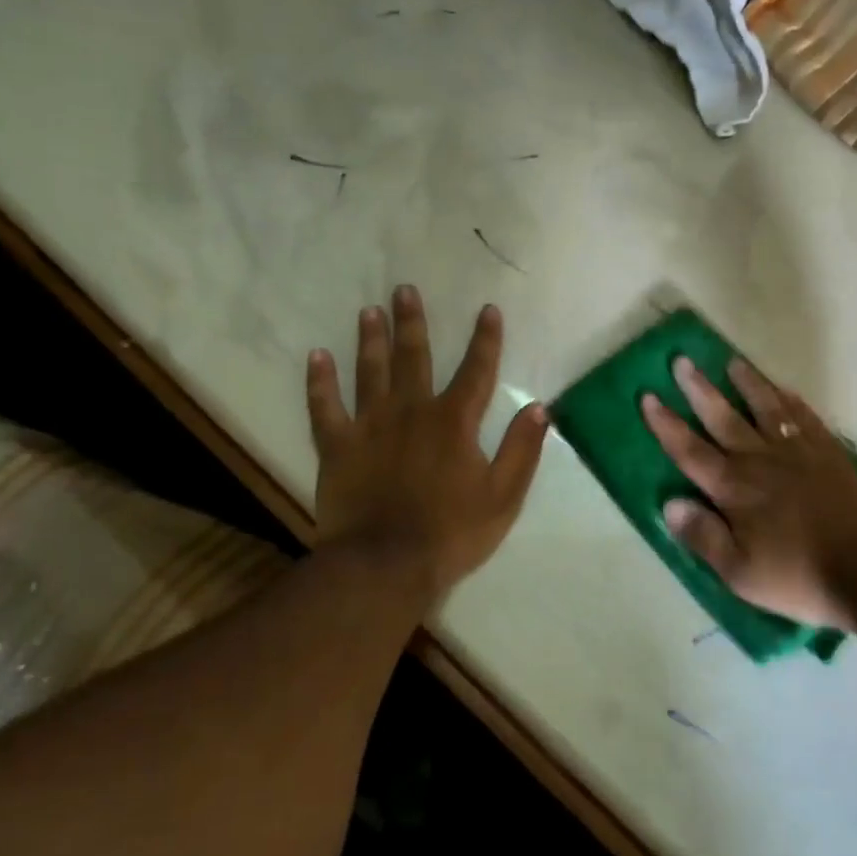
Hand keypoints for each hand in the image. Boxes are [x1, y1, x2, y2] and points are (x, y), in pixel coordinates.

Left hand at [307, 287, 549, 598]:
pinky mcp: (337, 447)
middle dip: (413, 323)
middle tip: (404, 290)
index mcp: (454, 423)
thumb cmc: (452, 533)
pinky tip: (317, 356)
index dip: (485, 340)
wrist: (386, 565)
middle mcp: (412, 412)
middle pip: (413, 358)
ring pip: (370, 373)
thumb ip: (522, 450)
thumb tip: (539, 408)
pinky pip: (324, 407)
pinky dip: (319, 382)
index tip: (488, 310)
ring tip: (369, 311)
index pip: (476, 371)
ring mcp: (369, 427)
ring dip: (371, 340)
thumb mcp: (504, 496)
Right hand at [641, 357, 856, 630]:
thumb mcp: (739, 572)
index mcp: (734, 489)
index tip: (649, 396)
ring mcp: (798, 452)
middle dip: (699, 389)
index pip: (690, 451)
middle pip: (723, 418)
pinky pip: (804, 417)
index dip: (667, 424)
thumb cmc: (797, 576)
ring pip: (766, 408)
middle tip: (682, 360)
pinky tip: (783, 390)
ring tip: (732, 361)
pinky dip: (790, 401)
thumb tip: (669, 504)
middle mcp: (760, 460)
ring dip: (747, 383)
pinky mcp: (828, 453)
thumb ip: (703, 536)